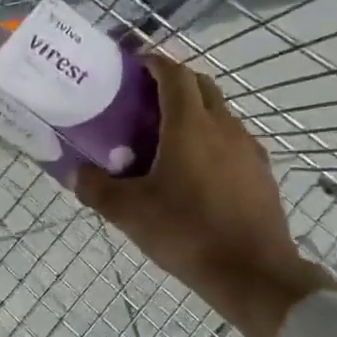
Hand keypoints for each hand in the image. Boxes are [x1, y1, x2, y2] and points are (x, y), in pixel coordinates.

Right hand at [74, 54, 329, 336]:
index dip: (153, 62)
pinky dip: (210, 140)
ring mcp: (248, 149)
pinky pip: (232, 141)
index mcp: (189, 125)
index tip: (133, 66)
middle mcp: (223, 127)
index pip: (174, 74)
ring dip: (194, 112)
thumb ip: (96, 188)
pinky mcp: (261, 173)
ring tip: (164, 137)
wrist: (253, 274)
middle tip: (144, 99)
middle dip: (174, 82)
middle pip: (201, 86)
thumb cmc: (186, 233)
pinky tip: (194, 171)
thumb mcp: (129, 212)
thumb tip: (75, 172)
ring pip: (219, 114)